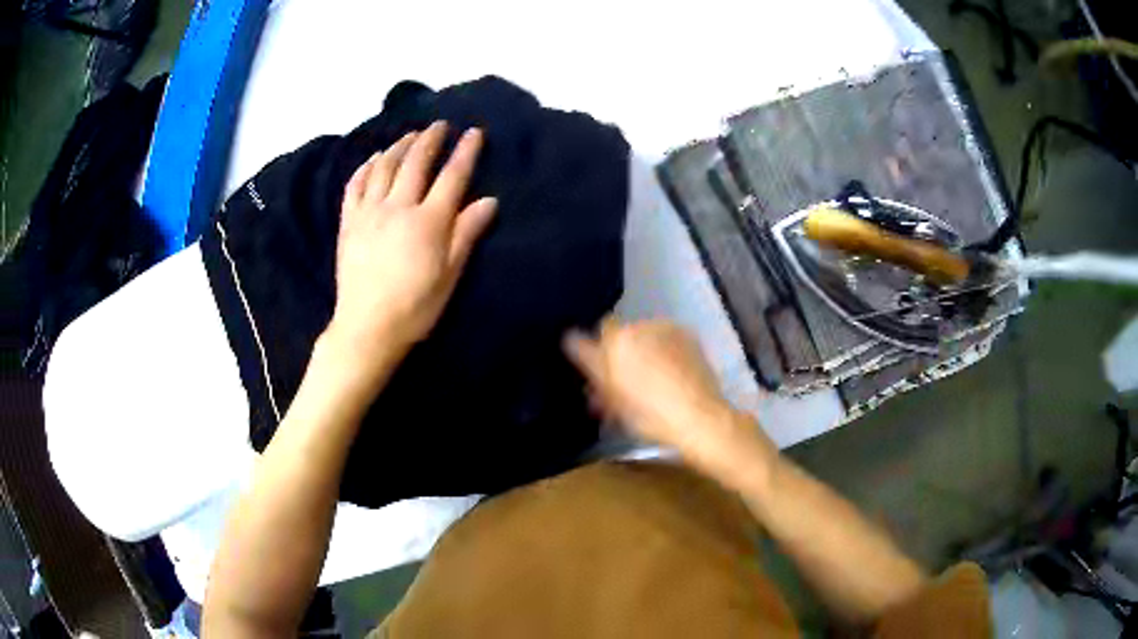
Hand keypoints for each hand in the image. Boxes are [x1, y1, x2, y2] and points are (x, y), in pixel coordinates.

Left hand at [324, 121, 496, 385]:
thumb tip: (489, 200)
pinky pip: (355, 185)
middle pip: (416, 162)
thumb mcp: (449, 276)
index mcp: (428, 222)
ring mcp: (369, 212)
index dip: (465, 152)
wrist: (367, 328)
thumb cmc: (414, 307)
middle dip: (431, 139)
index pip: (452, 176)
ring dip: (399, 146)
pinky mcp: (349, 223)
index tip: (474, 132)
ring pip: (385, 167)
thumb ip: (466, 234)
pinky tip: (374, 158)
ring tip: (410, 134)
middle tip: (440, 125)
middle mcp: (398, 207)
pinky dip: (366, 167)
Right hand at [564, 318, 776, 478]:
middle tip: (620, 385)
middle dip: (618, 355)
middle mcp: (639, 326)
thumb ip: (590, 366)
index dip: (594, 353)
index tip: (597, 374)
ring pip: (643, 336)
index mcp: (616, 341)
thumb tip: (571, 341)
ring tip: (649, 382)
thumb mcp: (612, 398)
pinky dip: (662, 351)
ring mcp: (665, 328)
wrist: (700, 418)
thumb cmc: (650, 415)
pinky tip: (669, 375)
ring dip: (640, 352)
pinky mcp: (686, 335)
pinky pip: (664, 338)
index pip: (594, 334)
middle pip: (620, 336)